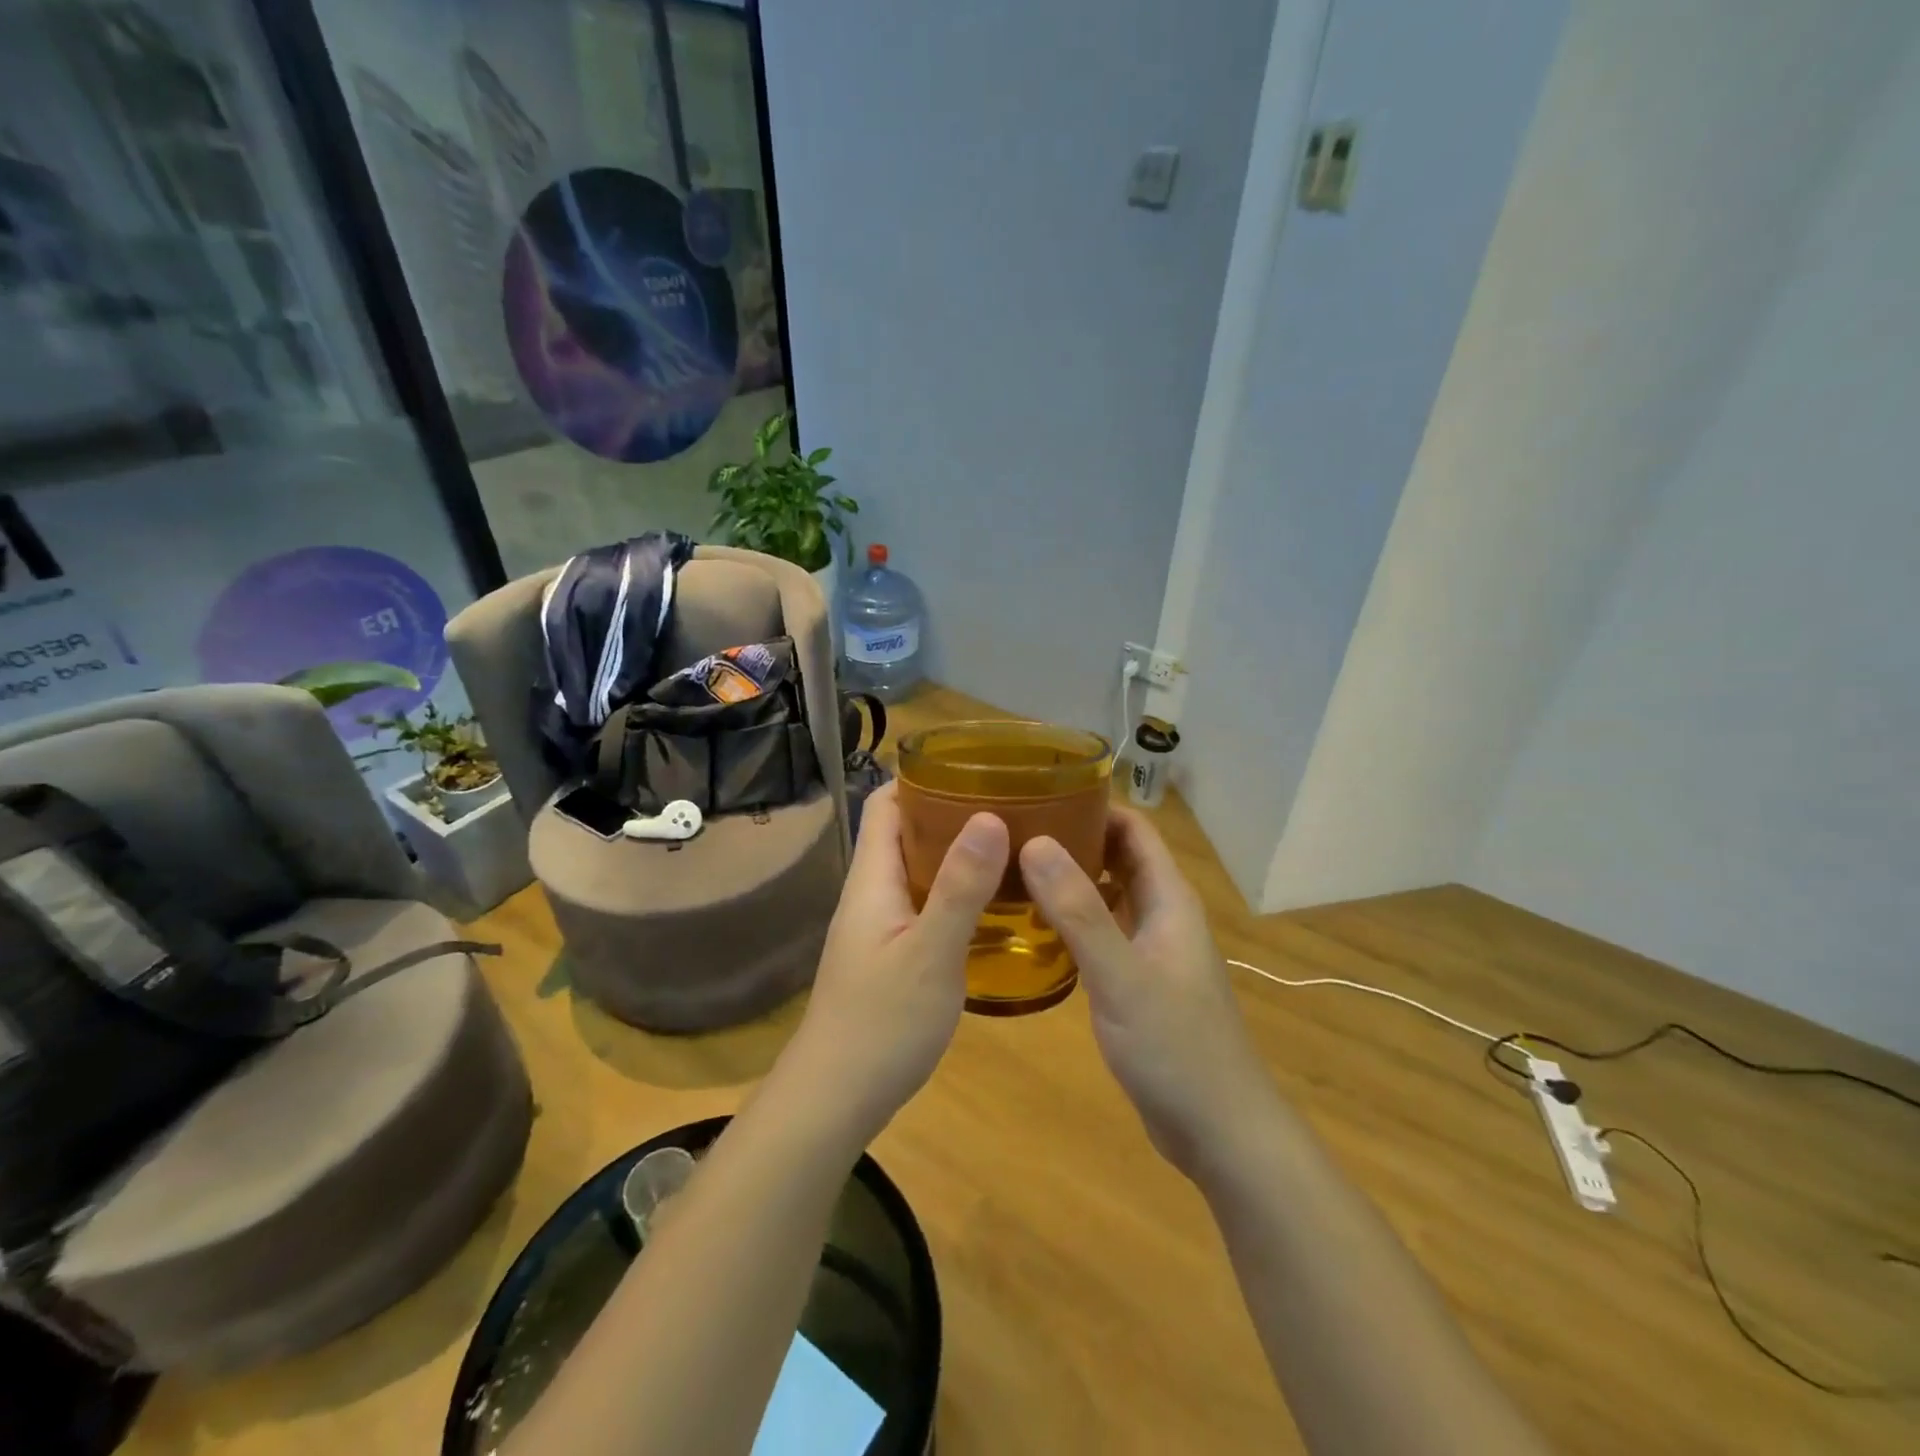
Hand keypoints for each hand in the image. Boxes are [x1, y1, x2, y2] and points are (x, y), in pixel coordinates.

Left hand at [787, 783, 1007, 1140]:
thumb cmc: (881, 1022)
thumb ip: (959, 887)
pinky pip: (927, 904)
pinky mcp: (893, 955)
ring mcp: (881, 926)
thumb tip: (989, 816)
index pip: (886, 804)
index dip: (921, 777)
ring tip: (1014, 844)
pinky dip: (958, 892)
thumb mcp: (930, 953)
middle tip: (1012, 804)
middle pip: (907, 833)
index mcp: (873, 878)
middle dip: (952, 811)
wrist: (837, 1097)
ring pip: (919, 870)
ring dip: (959, 853)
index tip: (975, 766)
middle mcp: (873, 893)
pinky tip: (997, 904)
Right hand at [1021, 810, 1274, 1177]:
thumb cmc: (1175, 1046)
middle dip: (1073, 838)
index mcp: (1169, 899)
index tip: (1041, 792)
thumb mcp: (1120, 975)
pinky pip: (1102, 933)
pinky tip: (1033, 929)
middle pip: (1118, 857)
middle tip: (1013, 831)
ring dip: (1069, 880)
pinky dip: (1072, 920)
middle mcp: (1162, 915)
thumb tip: (1035, 842)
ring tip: (1012, 871)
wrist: (1219, 1130)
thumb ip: (1079, 910)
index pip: (1134, 829)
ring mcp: (1151, 950)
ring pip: (1107, 896)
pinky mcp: (1138, 982)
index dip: (1094, 804)